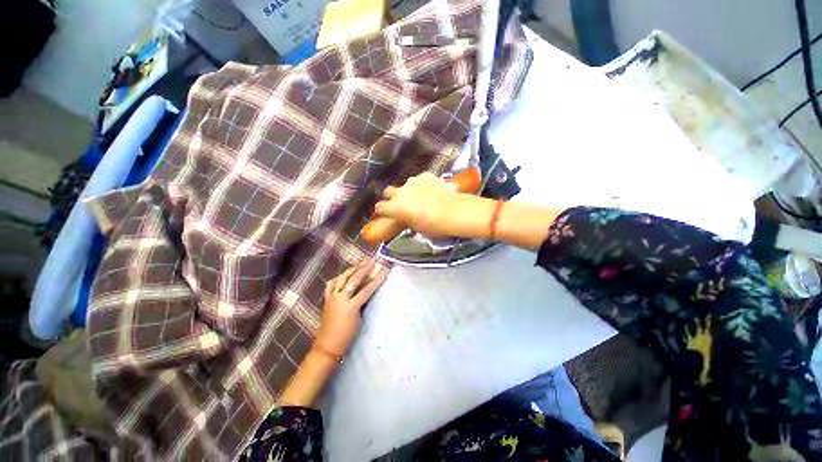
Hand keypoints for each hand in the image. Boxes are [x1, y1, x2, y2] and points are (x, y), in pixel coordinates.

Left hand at [316, 260, 388, 355]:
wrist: (328, 344)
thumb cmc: (347, 334)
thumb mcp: (359, 318)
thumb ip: (363, 302)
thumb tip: (367, 289)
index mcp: (351, 306)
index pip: (367, 289)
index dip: (377, 278)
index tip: (384, 269)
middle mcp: (341, 298)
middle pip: (354, 279)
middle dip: (365, 268)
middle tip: (373, 260)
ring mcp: (332, 297)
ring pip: (342, 278)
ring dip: (352, 269)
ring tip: (360, 263)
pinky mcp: (327, 298)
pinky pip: (332, 284)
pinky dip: (338, 278)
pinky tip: (342, 276)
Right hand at [375, 173, 461, 236]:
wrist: (453, 212)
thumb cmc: (433, 226)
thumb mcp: (416, 227)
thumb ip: (406, 219)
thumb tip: (404, 216)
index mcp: (395, 207)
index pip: (380, 207)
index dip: (382, 210)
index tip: (386, 213)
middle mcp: (400, 192)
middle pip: (388, 191)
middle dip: (392, 196)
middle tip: (401, 203)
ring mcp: (413, 182)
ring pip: (405, 184)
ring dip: (409, 190)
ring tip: (421, 196)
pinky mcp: (425, 175)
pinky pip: (420, 180)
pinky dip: (423, 185)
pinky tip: (432, 190)